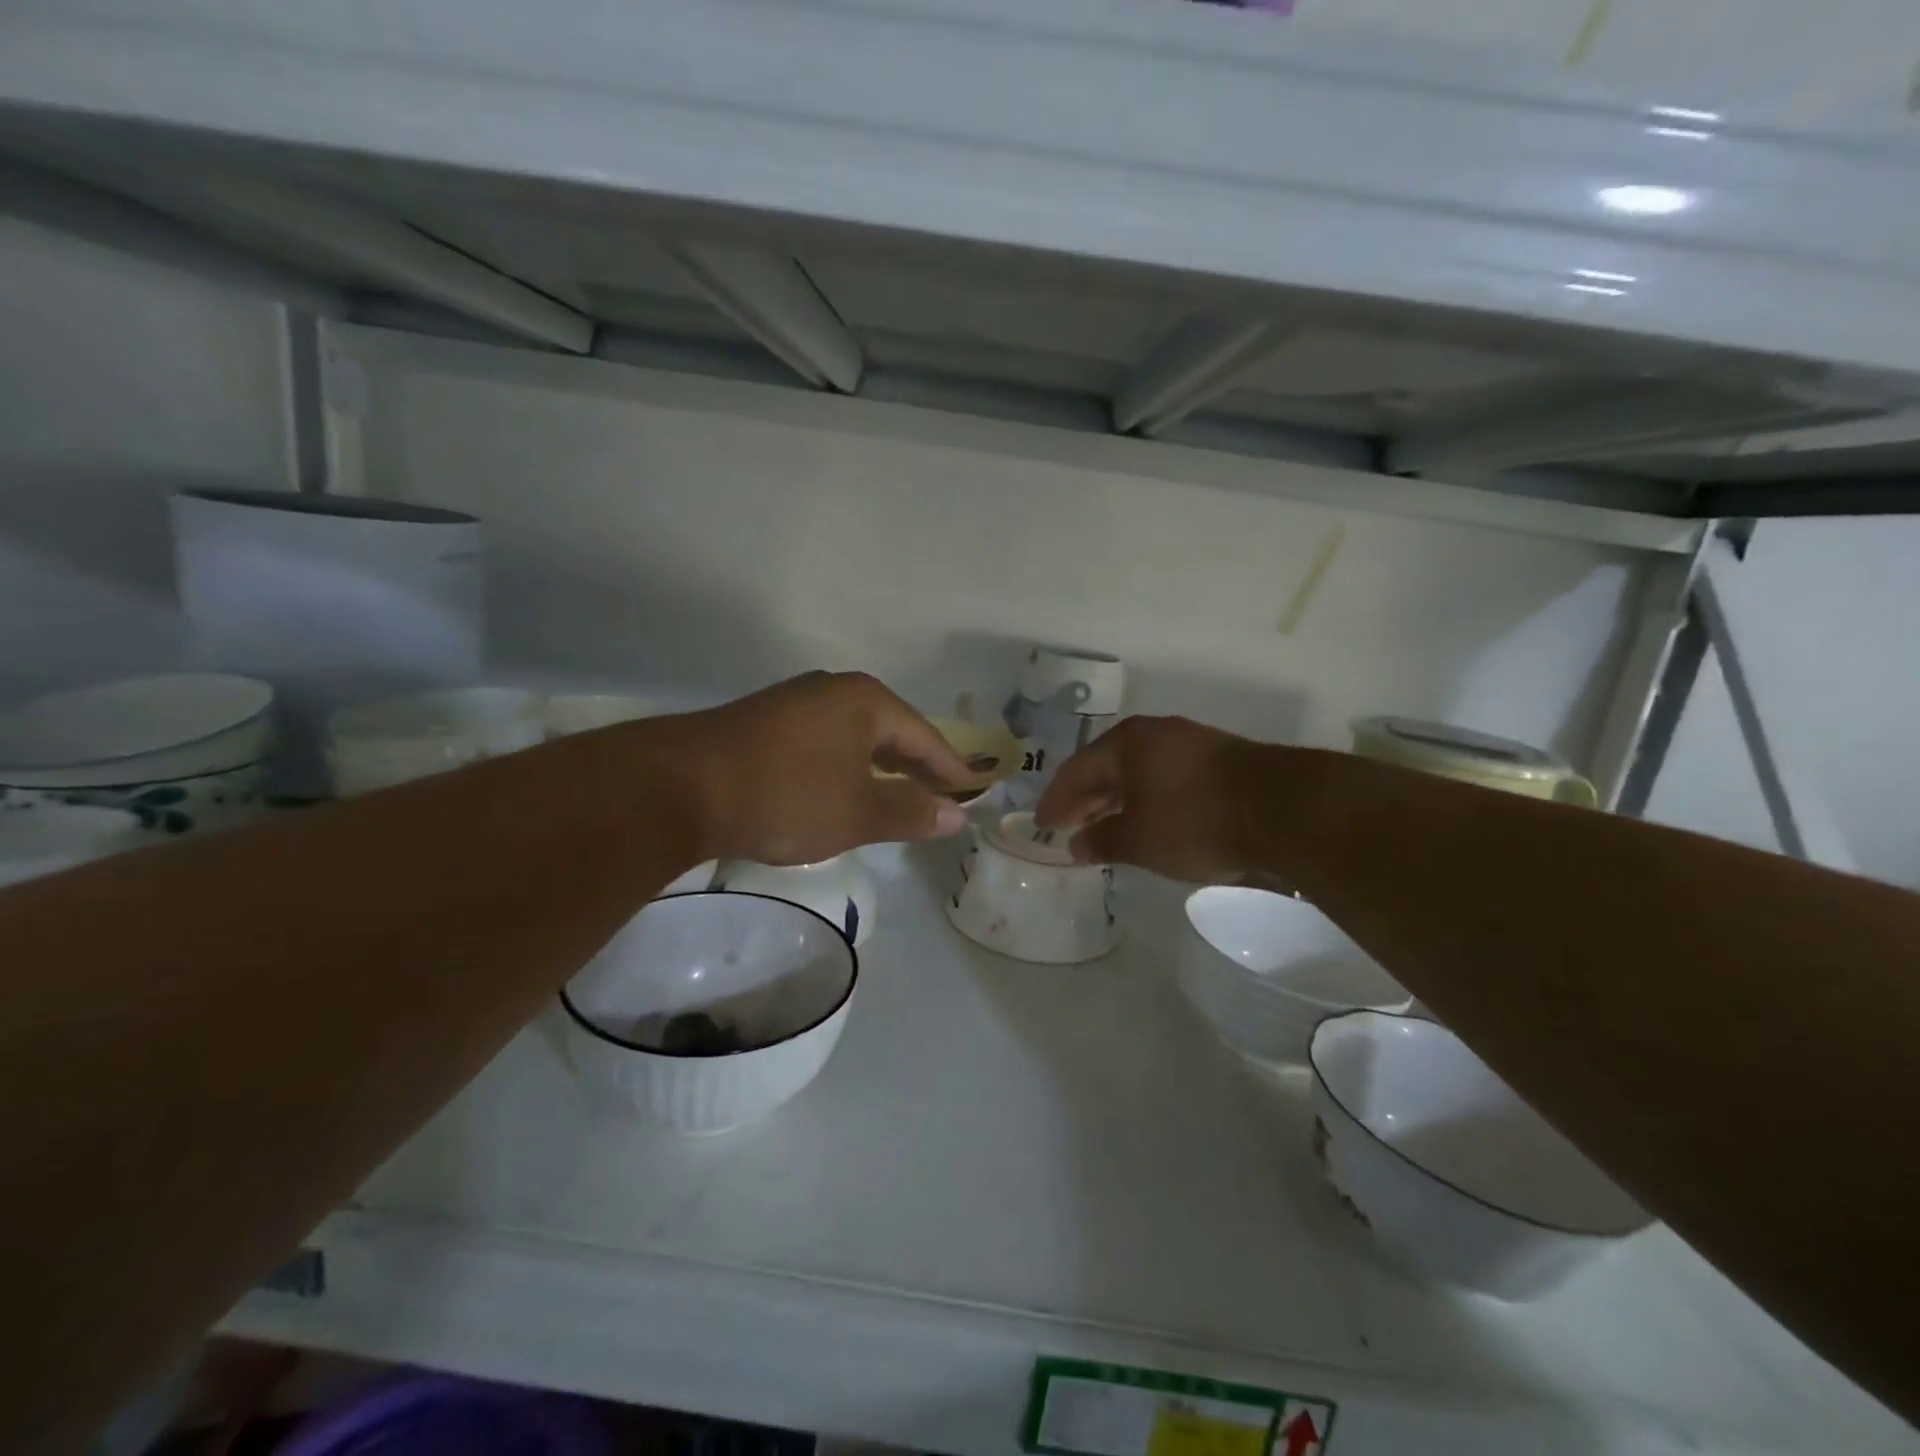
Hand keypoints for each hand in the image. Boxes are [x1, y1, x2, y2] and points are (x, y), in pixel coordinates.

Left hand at [661, 672, 973, 864]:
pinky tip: (842, 789)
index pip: (925, 736)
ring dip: (879, 767)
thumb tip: (957, 816)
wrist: (679, 788)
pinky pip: (825, 742)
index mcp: (866, 701)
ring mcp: (795, 702)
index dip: (950, 768)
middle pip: (890, 731)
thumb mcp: (858, 813)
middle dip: (915, 766)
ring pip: (855, 737)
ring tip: (898, 795)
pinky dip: (845, 767)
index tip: (972, 792)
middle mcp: (834, 690)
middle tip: (941, 796)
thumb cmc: (786, 796)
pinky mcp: (765, 722)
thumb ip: (910, 812)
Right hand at [1034, 715, 1264, 882]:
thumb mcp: (1139, 839)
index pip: (1076, 770)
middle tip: (1067, 827)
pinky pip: (1166, 780)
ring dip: (1117, 801)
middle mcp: (1155, 735)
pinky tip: (1148, 821)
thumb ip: (1102, 841)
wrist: (1282, 811)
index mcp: (1126, 743)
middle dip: (1085, 800)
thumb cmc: (1194, 820)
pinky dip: (1148, 801)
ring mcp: (1190, 744)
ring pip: (1139, 774)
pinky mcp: (1219, 761)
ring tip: (1103, 827)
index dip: (1056, 800)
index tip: (1042, 825)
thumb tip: (1076, 845)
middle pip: (1107, 768)